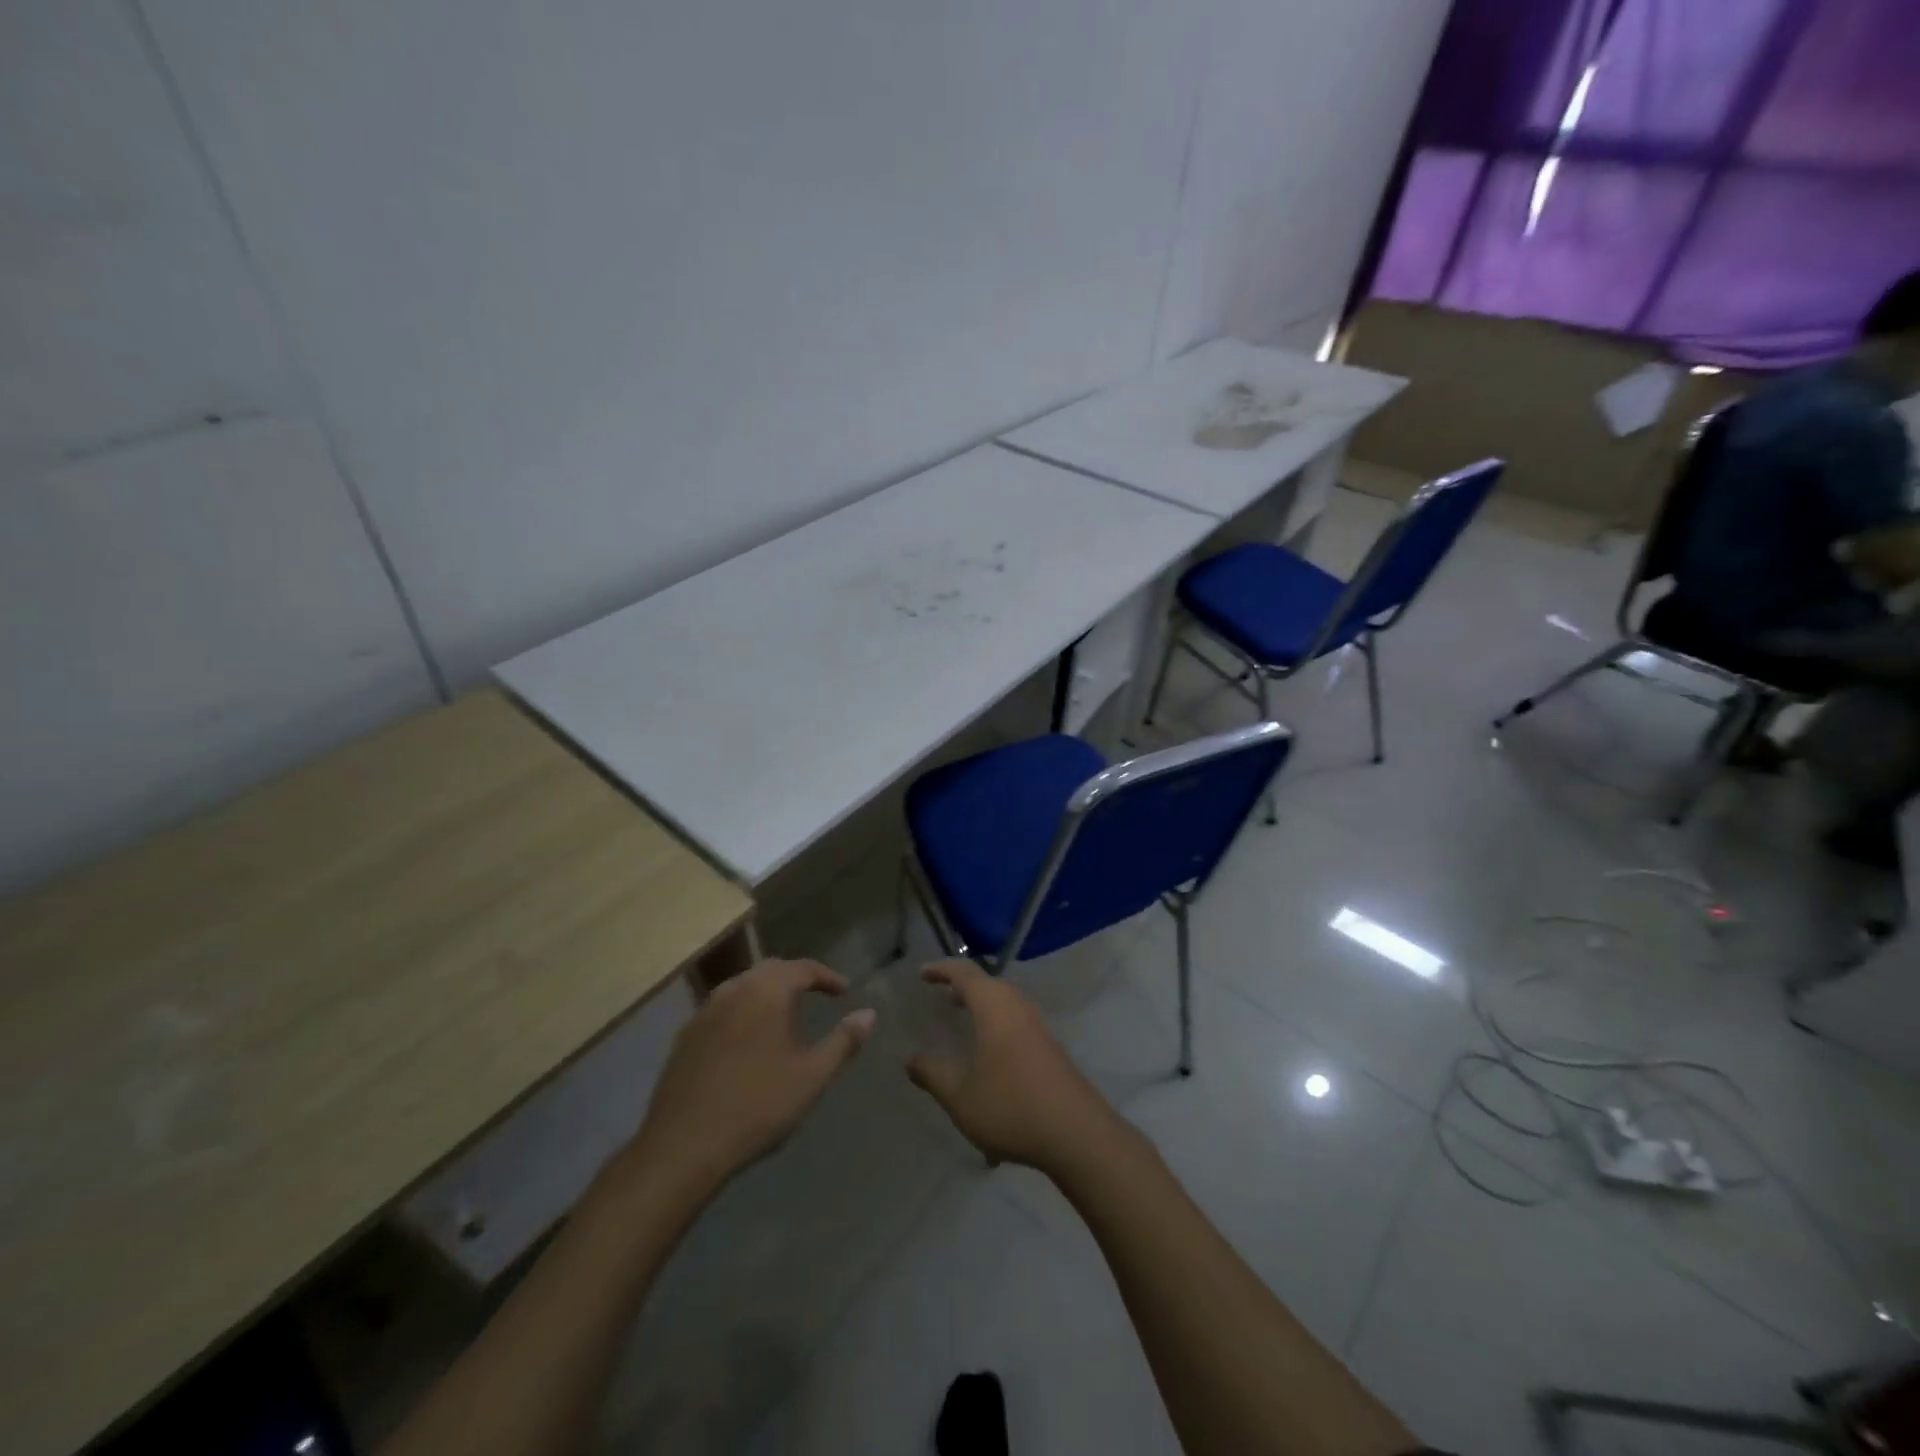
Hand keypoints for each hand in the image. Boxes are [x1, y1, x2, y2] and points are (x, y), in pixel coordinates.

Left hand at [624, 959, 874, 1194]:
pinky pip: (722, 1008)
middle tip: (816, 997)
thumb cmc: (757, 1106)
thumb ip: (844, 1041)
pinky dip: (743, 1012)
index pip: (803, 967)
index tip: (844, 993)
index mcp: (766, 991)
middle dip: (796, 979)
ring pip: (743, 987)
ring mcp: (704, 1011)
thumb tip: (869, 1014)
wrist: (683, 1147)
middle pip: (771, 970)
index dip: (827, 977)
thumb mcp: (812, 1076)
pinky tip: (748, 1041)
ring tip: (784, 1018)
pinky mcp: (685, 1036)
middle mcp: (734, 989)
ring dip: (767, 994)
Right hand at [906, 960, 1117, 1172]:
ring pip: (1006, 1004)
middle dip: (964, 986)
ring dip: (984, 1008)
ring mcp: (1039, 1028)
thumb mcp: (960, 1095)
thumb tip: (911, 1060)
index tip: (922, 973)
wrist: (1077, 1134)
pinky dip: (998, 1028)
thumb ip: (933, 1074)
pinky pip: (1017, 1025)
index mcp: (994, 1008)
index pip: (965, 974)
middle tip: (943, 995)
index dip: (941, 969)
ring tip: (965, 1022)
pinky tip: (990, 1062)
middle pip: (989, 985)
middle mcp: (1019, 1008)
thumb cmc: (1011, 1106)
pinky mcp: (1051, 1049)